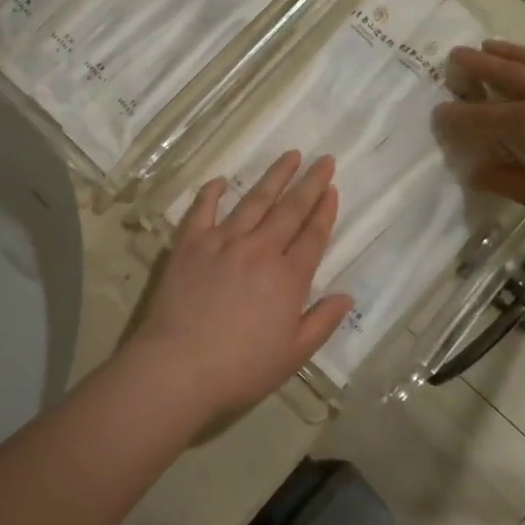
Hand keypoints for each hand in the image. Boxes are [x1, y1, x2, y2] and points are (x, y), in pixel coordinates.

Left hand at [129, 152, 353, 424]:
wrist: (178, 366)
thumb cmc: (240, 368)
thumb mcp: (293, 355)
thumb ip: (322, 322)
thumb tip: (346, 296)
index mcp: (288, 277)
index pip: (313, 236)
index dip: (325, 211)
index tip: (332, 189)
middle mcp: (259, 250)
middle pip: (290, 209)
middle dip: (309, 183)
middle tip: (324, 159)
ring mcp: (222, 242)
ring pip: (254, 201)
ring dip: (274, 177)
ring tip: (289, 155)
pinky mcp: (190, 244)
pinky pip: (203, 209)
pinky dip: (211, 192)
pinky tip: (221, 180)